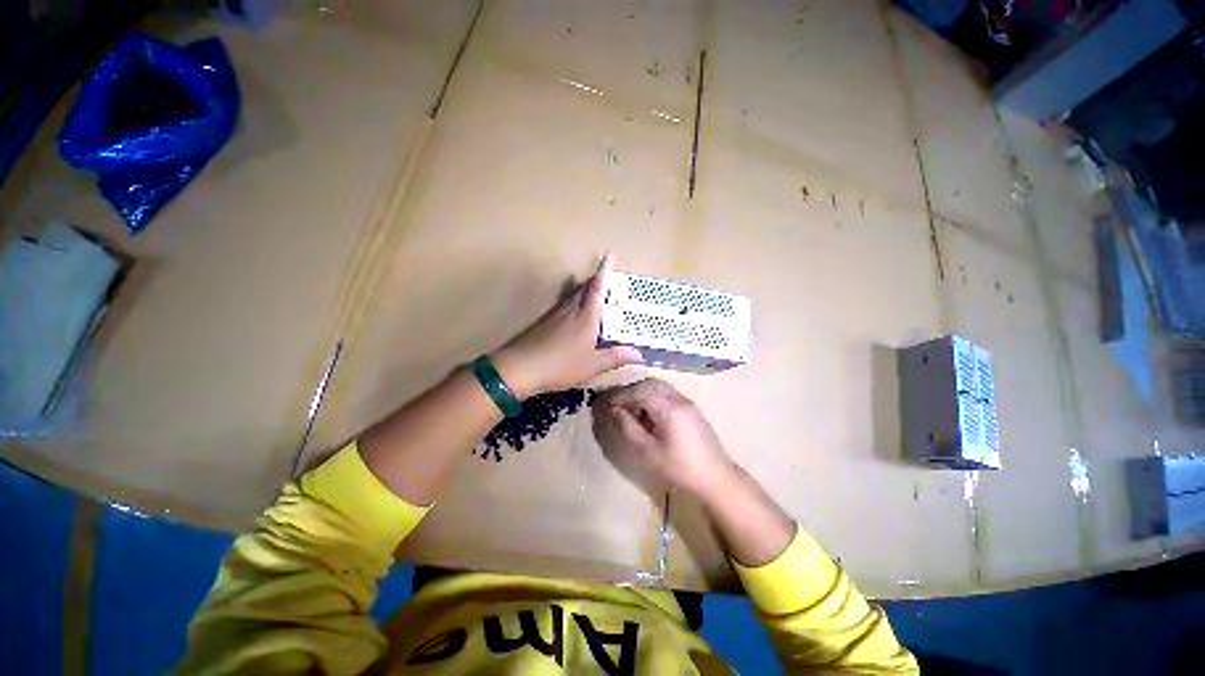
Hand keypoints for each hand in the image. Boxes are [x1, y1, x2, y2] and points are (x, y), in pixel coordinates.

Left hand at [492, 254, 641, 397]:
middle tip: (604, 276)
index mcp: (586, 317)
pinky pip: (563, 306)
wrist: (522, 368)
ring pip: (572, 296)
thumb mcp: (593, 365)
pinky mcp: (544, 323)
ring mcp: (555, 315)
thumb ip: (615, 357)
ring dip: (583, 290)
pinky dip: (572, 303)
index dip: (604, 272)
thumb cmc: (562, 365)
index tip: (609, 255)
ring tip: (591, 292)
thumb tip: (638, 354)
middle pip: (583, 289)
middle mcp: (570, 310)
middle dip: (594, 280)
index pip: (597, 289)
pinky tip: (572, 315)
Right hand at [591, 379, 736, 497]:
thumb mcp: (649, 452)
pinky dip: (654, 398)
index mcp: (669, 409)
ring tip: (632, 411)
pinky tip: (649, 415)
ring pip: (660, 387)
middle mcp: (679, 399)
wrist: (717, 477)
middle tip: (619, 405)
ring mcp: (687, 402)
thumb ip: (630, 428)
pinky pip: (668, 394)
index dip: (622, 395)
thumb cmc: (681, 468)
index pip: (641, 391)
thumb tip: (615, 411)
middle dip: (632, 391)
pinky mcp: (691, 409)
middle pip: (651, 383)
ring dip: (643, 393)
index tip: (609, 404)